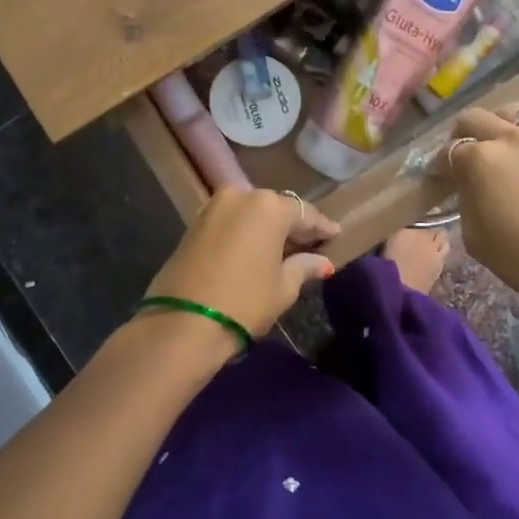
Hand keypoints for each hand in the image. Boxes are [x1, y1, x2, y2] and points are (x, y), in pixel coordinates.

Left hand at [144, 189, 339, 342]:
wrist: (183, 322)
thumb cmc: (244, 302)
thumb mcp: (283, 287)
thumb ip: (304, 267)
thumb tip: (321, 262)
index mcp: (269, 207)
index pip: (305, 214)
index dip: (321, 227)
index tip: (335, 236)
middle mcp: (241, 196)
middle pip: (276, 208)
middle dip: (292, 226)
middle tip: (310, 246)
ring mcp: (213, 207)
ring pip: (250, 213)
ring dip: (267, 229)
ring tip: (283, 251)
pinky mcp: (194, 223)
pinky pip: (231, 222)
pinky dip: (245, 232)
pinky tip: (255, 251)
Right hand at [442, 107, 518, 300]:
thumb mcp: (474, 237)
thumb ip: (466, 201)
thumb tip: (470, 186)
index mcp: (479, 160)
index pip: (449, 151)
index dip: (440, 166)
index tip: (439, 179)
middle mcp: (511, 138)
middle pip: (476, 119)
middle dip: (463, 135)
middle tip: (465, 155)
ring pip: (518, 115)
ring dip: (505, 129)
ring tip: (507, 150)